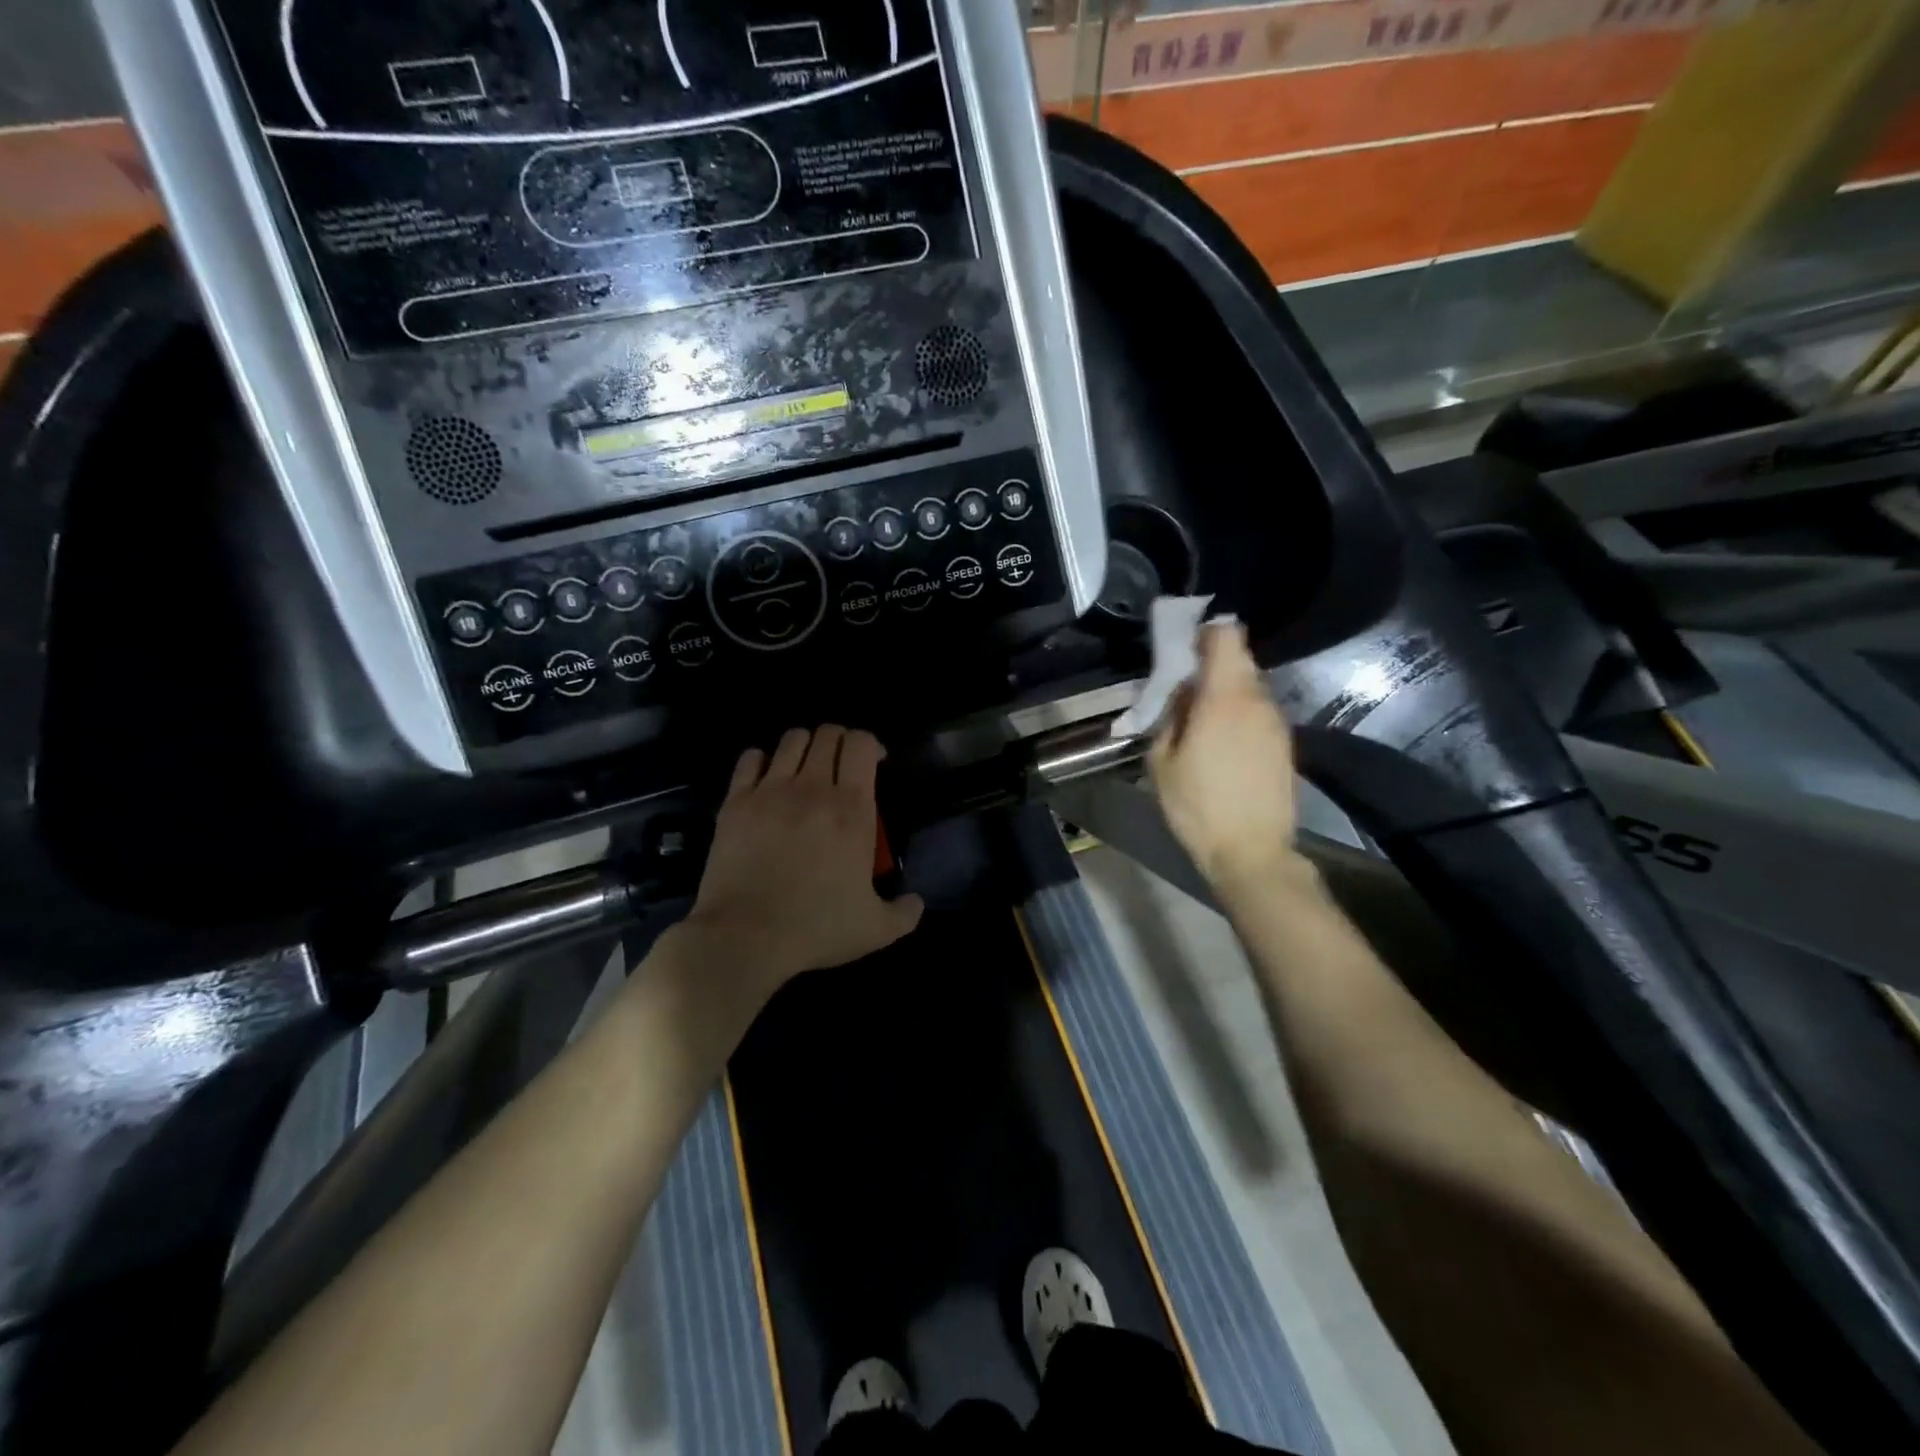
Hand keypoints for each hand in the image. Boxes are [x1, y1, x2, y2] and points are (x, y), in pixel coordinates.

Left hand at [680, 726, 924, 1002]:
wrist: (746, 935)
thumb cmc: (816, 927)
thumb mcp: (875, 929)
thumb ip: (903, 914)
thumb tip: (917, 903)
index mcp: (852, 808)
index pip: (862, 744)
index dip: (871, 745)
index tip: (875, 763)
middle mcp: (813, 788)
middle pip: (828, 733)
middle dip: (839, 741)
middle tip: (841, 766)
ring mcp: (771, 791)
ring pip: (791, 739)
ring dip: (804, 746)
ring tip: (805, 769)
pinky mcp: (736, 802)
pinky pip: (750, 759)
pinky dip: (762, 760)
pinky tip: (766, 779)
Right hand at [1150, 623, 1306, 903]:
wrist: (1252, 851)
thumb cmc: (1197, 805)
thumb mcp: (1161, 761)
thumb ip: (1170, 716)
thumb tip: (1182, 693)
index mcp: (1224, 697)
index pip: (1226, 637)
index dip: (1205, 633)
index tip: (1185, 647)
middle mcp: (1257, 700)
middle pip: (1239, 661)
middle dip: (1212, 666)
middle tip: (1186, 690)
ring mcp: (1277, 723)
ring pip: (1250, 688)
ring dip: (1226, 693)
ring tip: (1201, 723)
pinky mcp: (1286, 744)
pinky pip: (1259, 714)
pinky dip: (1240, 716)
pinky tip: (1223, 746)